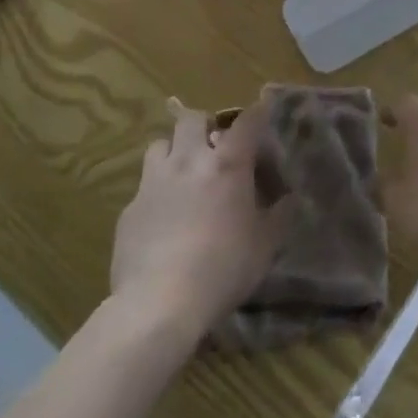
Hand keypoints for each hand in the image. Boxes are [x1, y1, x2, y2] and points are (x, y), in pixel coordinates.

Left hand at [110, 99, 293, 330]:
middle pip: (192, 119)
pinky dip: (156, 191)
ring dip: (174, 150)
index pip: (247, 120)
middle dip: (204, 125)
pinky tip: (162, 216)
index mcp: (228, 163)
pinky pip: (143, 185)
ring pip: (160, 144)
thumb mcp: (266, 244)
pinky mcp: (129, 209)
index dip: (257, 113)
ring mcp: (154, 182)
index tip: (262, 113)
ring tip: (183, 172)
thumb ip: (279, 213)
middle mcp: (189, 160)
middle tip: (213, 146)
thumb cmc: (223, 268)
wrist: (158, 304)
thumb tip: (288, 197)